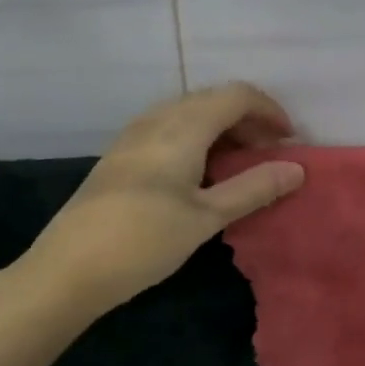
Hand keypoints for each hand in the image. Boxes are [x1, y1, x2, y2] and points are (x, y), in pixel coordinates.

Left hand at [12, 83, 304, 318]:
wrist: (66, 270)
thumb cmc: (143, 241)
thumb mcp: (206, 217)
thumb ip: (254, 188)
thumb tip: (298, 168)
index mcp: (183, 126)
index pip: (237, 95)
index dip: (270, 110)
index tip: (290, 141)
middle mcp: (158, 118)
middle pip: (214, 99)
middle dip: (249, 119)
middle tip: (270, 155)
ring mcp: (135, 134)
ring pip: (190, 112)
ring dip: (223, 128)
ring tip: (240, 164)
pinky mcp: (121, 153)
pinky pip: (170, 126)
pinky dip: (198, 137)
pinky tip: (200, 172)